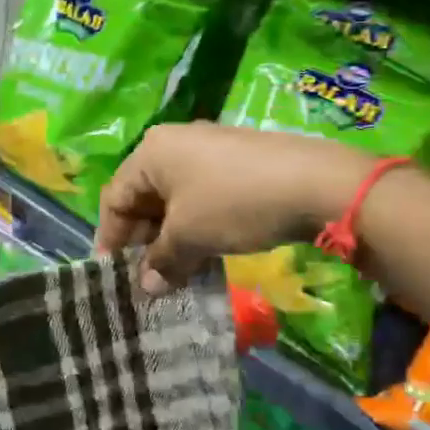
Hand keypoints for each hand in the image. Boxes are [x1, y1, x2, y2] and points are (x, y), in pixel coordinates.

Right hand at [95, 123, 378, 293]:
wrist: (318, 183)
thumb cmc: (235, 203)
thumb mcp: (191, 236)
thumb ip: (162, 261)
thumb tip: (148, 287)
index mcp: (151, 152)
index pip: (115, 198)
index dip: (110, 238)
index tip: (112, 274)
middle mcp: (174, 143)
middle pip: (144, 197)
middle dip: (143, 241)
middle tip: (146, 278)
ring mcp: (209, 150)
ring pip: (175, 199)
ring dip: (171, 238)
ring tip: (177, 272)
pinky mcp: (238, 162)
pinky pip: (202, 196)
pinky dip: (197, 225)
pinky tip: (206, 253)